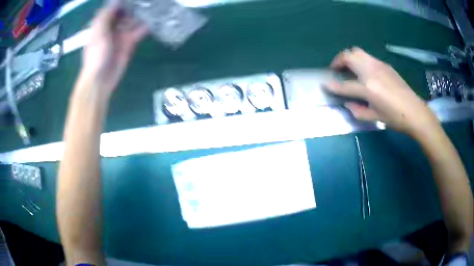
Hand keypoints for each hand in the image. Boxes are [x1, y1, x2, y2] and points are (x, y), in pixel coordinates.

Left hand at [81, 3, 147, 95]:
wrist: (101, 79)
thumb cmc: (96, 55)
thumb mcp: (99, 32)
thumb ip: (107, 15)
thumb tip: (117, 0)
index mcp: (103, 23)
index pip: (113, 8)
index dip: (121, 1)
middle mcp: (113, 27)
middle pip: (125, 12)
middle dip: (134, 5)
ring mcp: (122, 34)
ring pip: (133, 20)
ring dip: (142, 13)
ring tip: (154, 5)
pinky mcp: (130, 43)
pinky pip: (139, 31)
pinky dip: (146, 26)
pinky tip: (154, 19)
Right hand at [325, 47, 439, 137]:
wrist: (415, 111)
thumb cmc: (395, 118)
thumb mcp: (375, 117)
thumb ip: (358, 111)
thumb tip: (348, 104)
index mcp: (368, 88)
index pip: (345, 85)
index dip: (332, 85)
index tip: (324, 84)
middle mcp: (371, 72)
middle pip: (349, 56)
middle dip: (338, 60)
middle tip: (336, 69)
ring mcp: (378, 65)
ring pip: (357, 52)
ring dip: (348, 57)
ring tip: (348, 67)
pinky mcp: (385, 65)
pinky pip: (367, 57)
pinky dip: (360, 60)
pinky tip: (364, 71)